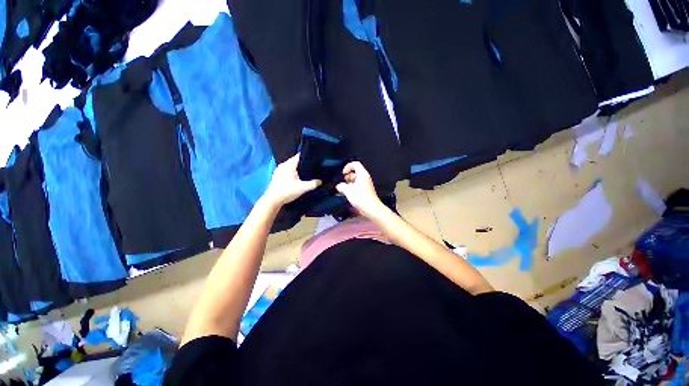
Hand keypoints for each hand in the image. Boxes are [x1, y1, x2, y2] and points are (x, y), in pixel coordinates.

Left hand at [264, 154, 320, 206]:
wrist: (273, 200)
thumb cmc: (287, 191)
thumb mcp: (302, 188)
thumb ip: (313, 184)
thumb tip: (320, 181)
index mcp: (289, 165)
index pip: (298, 156)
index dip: (306, 156)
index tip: (313, 158)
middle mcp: (283, 165)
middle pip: (294, 161)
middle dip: (302, 163)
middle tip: (310, 167)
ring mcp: (278, 170)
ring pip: (289, 166)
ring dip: (296, 168)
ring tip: (304, 172)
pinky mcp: (276, 176)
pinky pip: (286, 170)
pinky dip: (291, 172)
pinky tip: (295, 178)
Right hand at [336, 162, 387, 218]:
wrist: (371, 208)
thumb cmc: (361, 198)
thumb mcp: (348, 191)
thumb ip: (342, 186)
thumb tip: (339, 186)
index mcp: (362, 174)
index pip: (355, 164)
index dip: (348, 166)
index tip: (343, 173)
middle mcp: (365, 178)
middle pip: (355, 172)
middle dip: (348, 177)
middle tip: (344, 183)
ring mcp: (366, 184)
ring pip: (356, 180)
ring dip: (349, 184)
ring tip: (344, 190)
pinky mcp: (366, 191)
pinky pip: (358, 186)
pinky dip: (353, 188)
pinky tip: (348, 195)